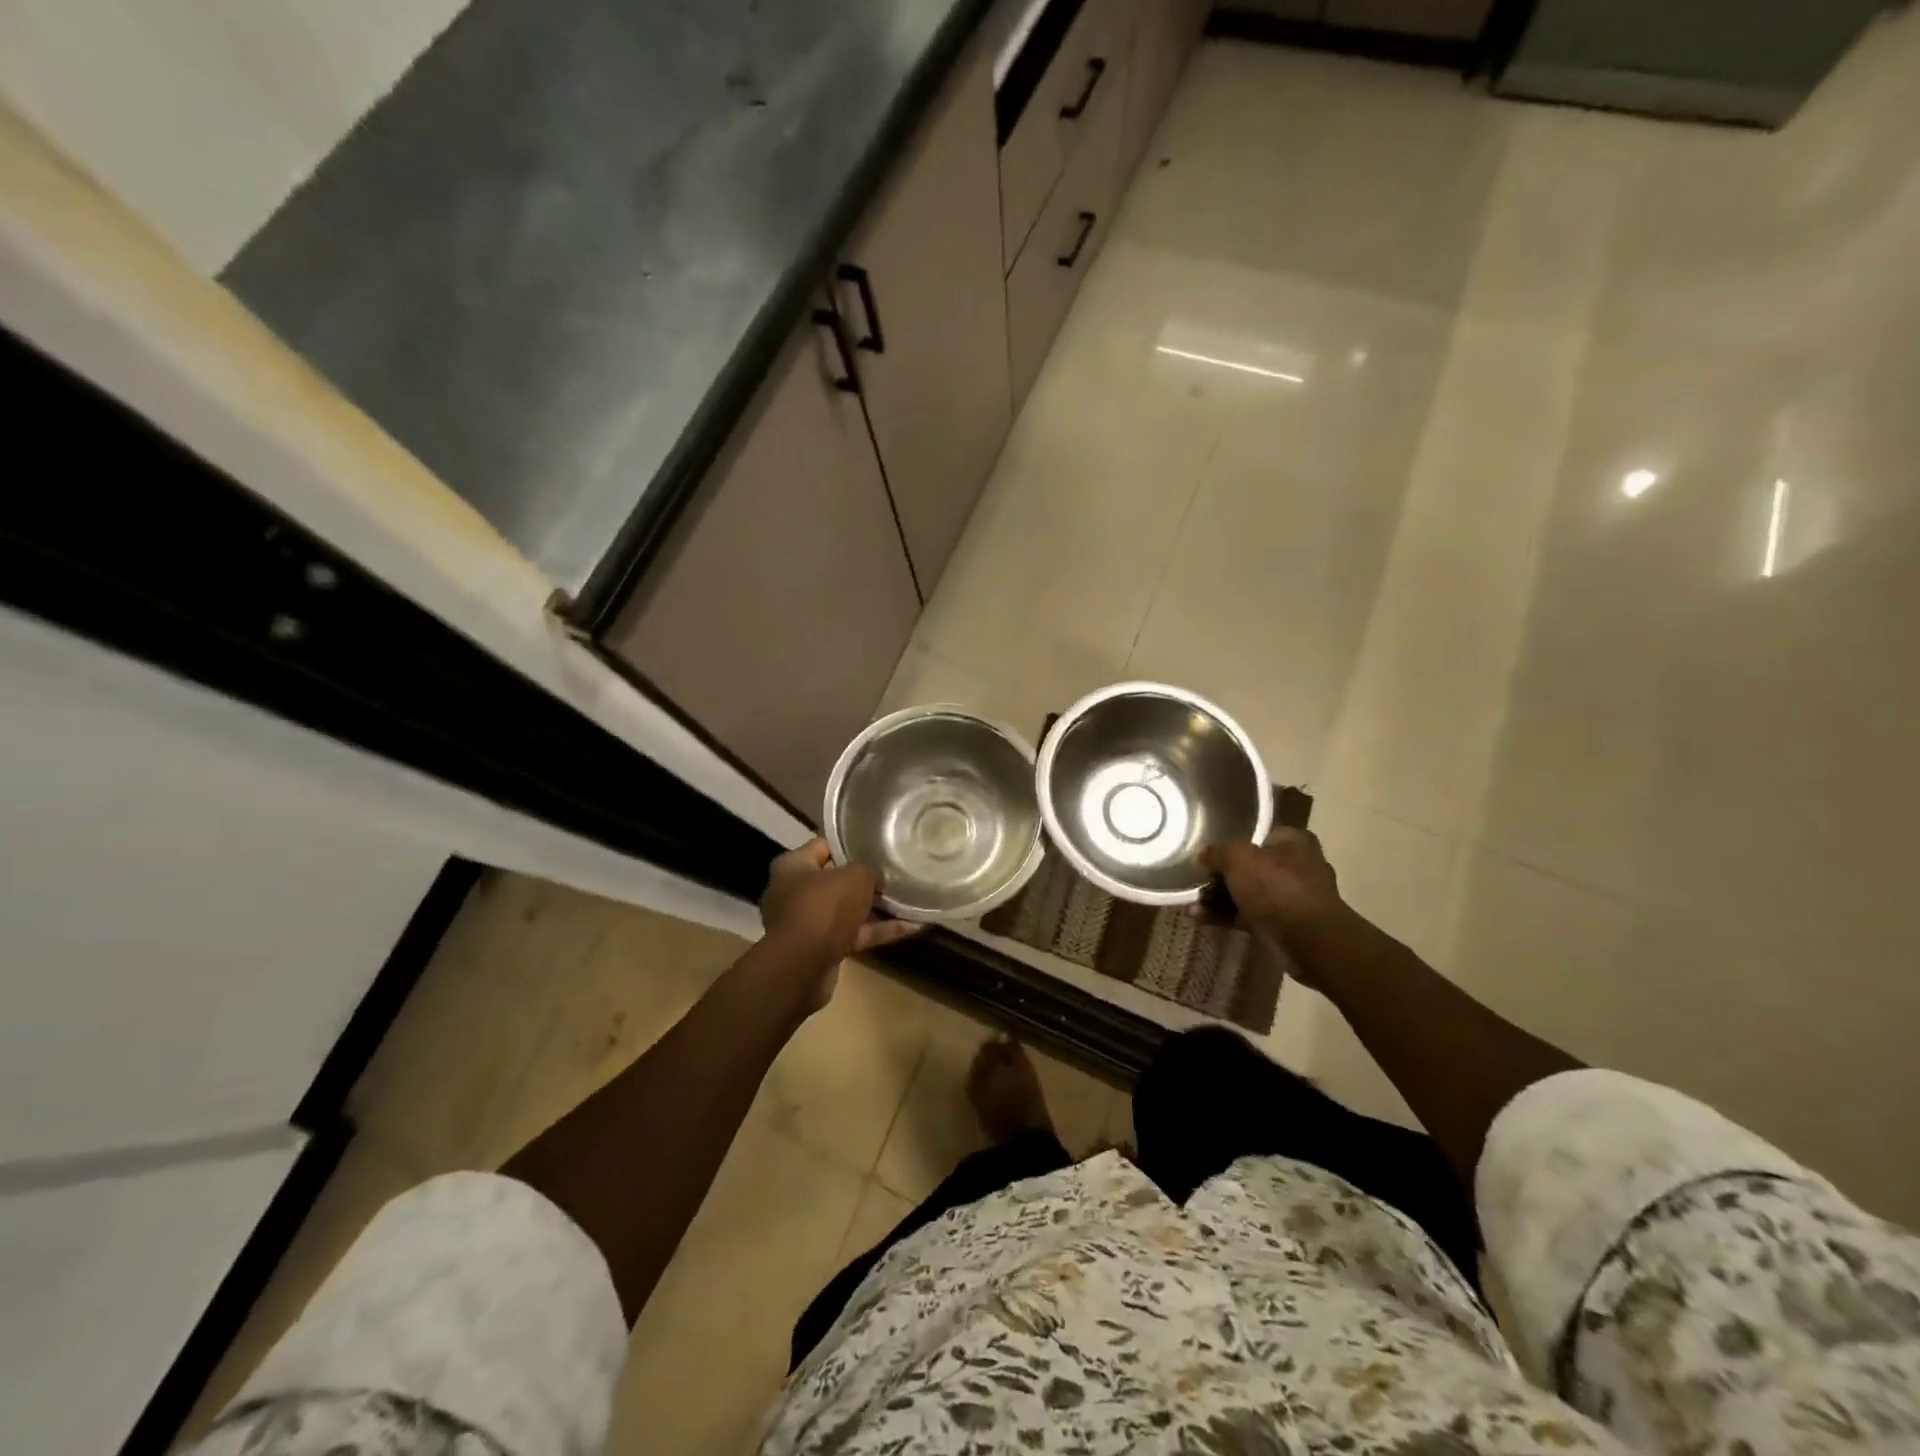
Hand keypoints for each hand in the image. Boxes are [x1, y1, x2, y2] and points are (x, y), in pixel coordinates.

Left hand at [760, 839, 921, 966]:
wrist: (802, 968)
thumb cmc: (823, 908)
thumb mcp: (855, 877)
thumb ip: (869, 870)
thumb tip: (877, 877)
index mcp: (793, 866)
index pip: (823, 845)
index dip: (850, 843)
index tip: (876, 843)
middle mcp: (795, 892)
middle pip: (836, 880)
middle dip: (866, 879)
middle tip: (896, 872)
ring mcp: (808, 923)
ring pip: (848, 910)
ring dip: (877, 907)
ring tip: (910, 899)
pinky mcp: (822, 949)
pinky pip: (854, 934)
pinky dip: (879, 930)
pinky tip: (911, 926)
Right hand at [1200, 831, 1349, 971]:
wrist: (1308, 940)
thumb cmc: (1276, 887)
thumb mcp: (1238, 857)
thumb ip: (1217, 852)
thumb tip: (1202, 855)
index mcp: (1293, 842)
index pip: (1259, 836)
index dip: (1232, 844)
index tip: (1209, 854)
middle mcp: (1297, 867)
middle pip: (1250, 867)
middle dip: (1220, 877)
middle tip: (1197, 881)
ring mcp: (1291, 898)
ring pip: (1247, 894)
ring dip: (1218, 899)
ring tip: (1191, 905)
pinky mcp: (1284, 926)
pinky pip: (1248, 916)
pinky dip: (1226, 917)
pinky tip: (1200, 919)